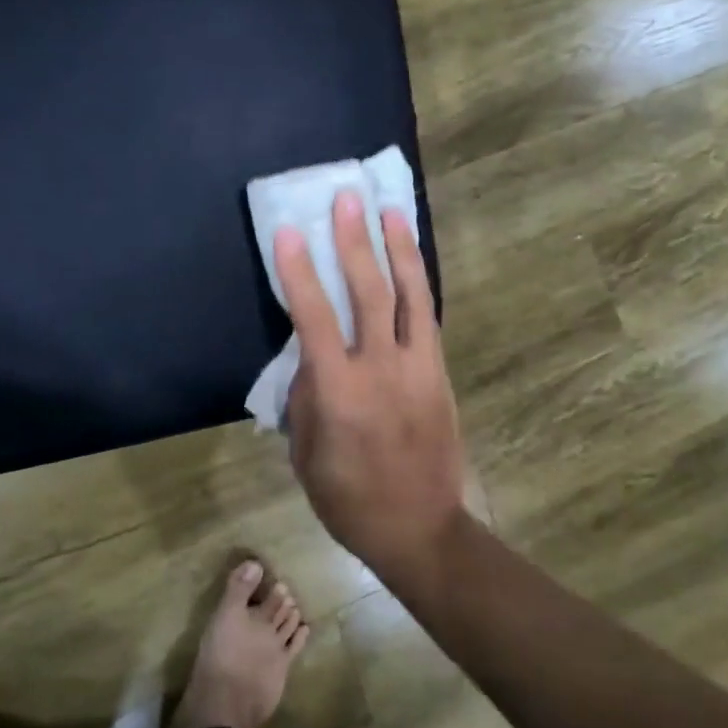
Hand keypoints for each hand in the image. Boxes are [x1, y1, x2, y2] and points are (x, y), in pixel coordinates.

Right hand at [277, 192, 467, 576]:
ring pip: (409, 296)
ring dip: (398, 250)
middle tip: (347, 200)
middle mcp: (381, 369)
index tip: (289, 232)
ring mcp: (417, 367)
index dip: (299, 272)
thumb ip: (306, 398)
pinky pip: (427, 317)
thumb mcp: (306, 454)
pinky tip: (411, 260)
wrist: (420, 527)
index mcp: (340, 392)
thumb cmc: (349, 498)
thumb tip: (309, 355)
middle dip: (354, 242)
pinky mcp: (439, 372)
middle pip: (368, 292)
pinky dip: (419, 283)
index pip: (314, 318)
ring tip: (390, 211)